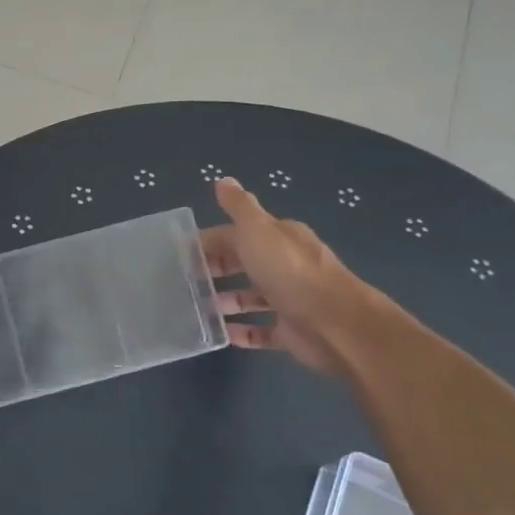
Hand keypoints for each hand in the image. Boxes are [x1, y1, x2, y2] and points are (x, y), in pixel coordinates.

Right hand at [202, 177, 386, 377]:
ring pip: (251, 297)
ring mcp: (289, 299)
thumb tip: (223, 180)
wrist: (334, 323)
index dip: (209, 241)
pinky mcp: (290, 331)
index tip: (180, 254)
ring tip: (197, 309)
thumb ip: (239, 206)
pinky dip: (241, 332)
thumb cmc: (289, 271)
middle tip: (183, 282)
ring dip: (225, 301)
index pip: (237, 234)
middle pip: (243, 264)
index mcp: (279, 238)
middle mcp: (285, 265)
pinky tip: (221, 334)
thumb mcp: (258, 230)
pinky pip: (261, 330)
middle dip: (215, 270)